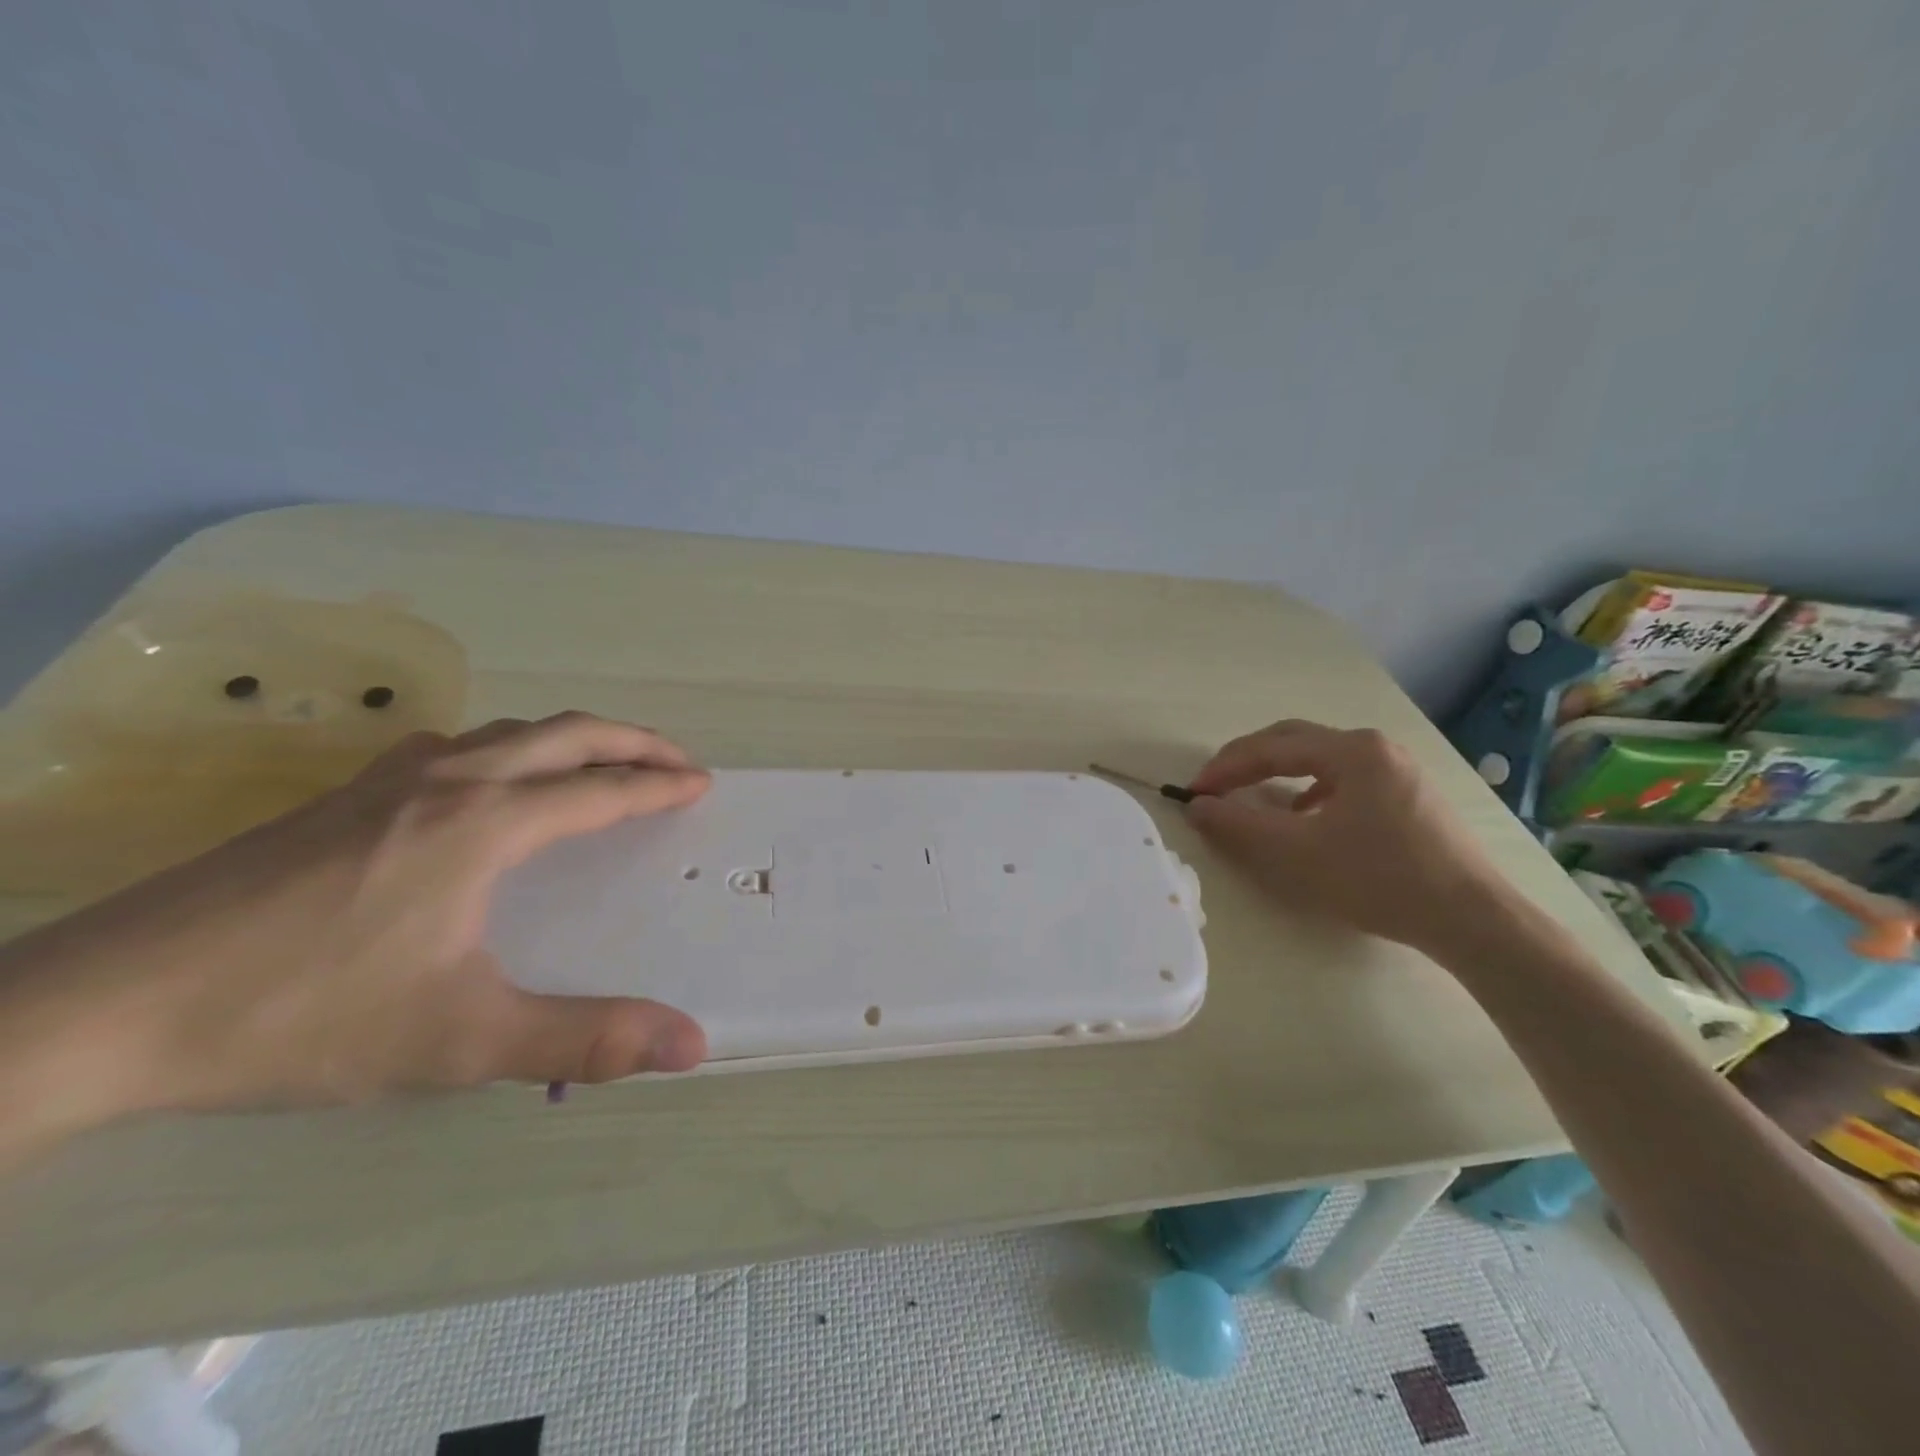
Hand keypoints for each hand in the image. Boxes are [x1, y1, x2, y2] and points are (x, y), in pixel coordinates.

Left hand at [0, 713, 711, 1159]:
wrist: (100, 1010)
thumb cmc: (302, 1016)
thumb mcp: (461, 1040)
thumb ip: (584, 1039)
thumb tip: (691, 1043)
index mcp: (484, 824)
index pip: (600, 790)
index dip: (658, 786)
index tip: (701, 783)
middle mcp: (447, 782)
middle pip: (563, 734)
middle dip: (631, 740)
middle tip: (675, 758)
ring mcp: (386, 781)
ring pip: (505, 731)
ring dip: (569, 738)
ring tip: (599, 763)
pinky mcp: (340, 797)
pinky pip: (453, 746)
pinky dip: (505, 746)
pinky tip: (486, 780)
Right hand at [1185, 719, 1512, 952]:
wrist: (1474, 921)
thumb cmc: (1380, 879)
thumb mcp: (1298, 854)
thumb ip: (1240, 825)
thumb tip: (1198, 806)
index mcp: (1352, 750)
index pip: (1271, 748)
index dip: (1226, 768)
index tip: (1193, 792)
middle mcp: (1376, 748)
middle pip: (1296, 742)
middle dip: (1248, 761)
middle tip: (1215, 786)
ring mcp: (1399, 770)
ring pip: (1321, 759)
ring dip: (1279, 773)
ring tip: (1253, 799)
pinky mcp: (1410, 796)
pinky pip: (1345, 779)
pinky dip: (1310, 790)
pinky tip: (1306, 817)